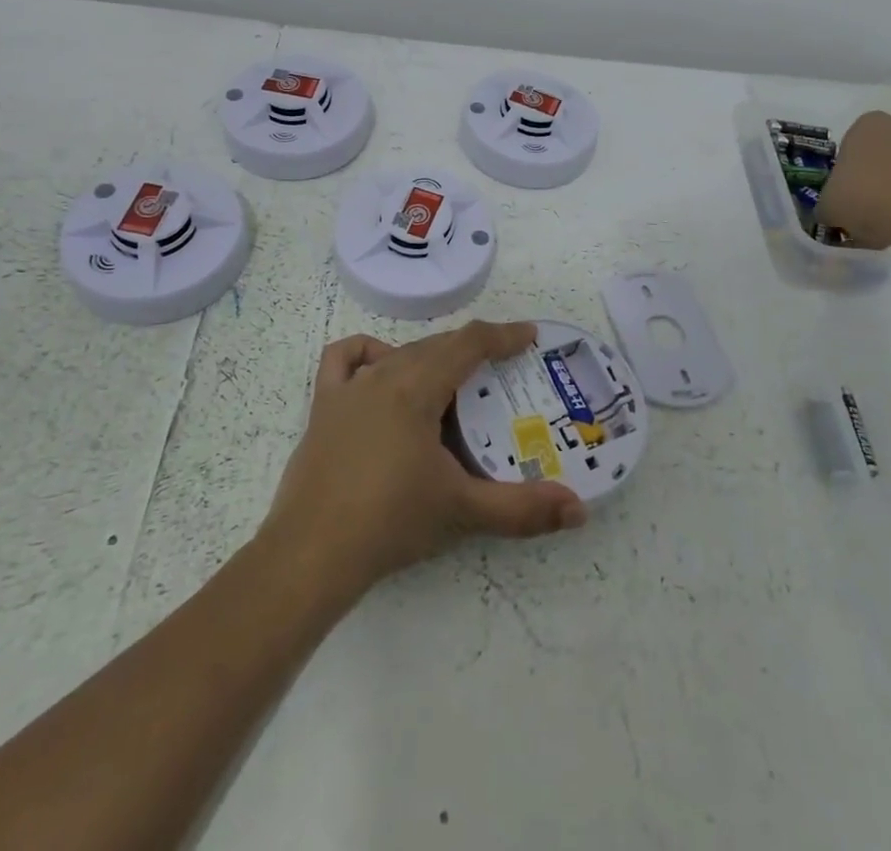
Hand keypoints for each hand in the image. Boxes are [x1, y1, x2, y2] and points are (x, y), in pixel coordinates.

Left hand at [261, 320, 587, 602]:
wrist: (310, 555)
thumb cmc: (390, 523)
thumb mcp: (462, 511)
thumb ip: (523, 509)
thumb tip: (579, 511)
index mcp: (417, 388)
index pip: (468, 343)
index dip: (503, 335)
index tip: (529, 336)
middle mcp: (383, 375)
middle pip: (436, 346)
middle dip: (472, 350)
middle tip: (502, 370)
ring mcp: (348, 390)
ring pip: (399, 353)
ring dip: (430, 357)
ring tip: (451, 381)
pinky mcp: (322, 408)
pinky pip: (344, 360)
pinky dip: (368, 354)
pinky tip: (380, 372)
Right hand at [816, 110, 890, 247]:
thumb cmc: (864, 198)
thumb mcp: (826, 205)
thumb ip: (826, 204)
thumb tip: (830, 212)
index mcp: (867, 124)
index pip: (850, 142)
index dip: (845, 168)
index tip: (843, 190)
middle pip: (880, 154)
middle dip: (872, 176)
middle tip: (861, 205)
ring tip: (883, 222)